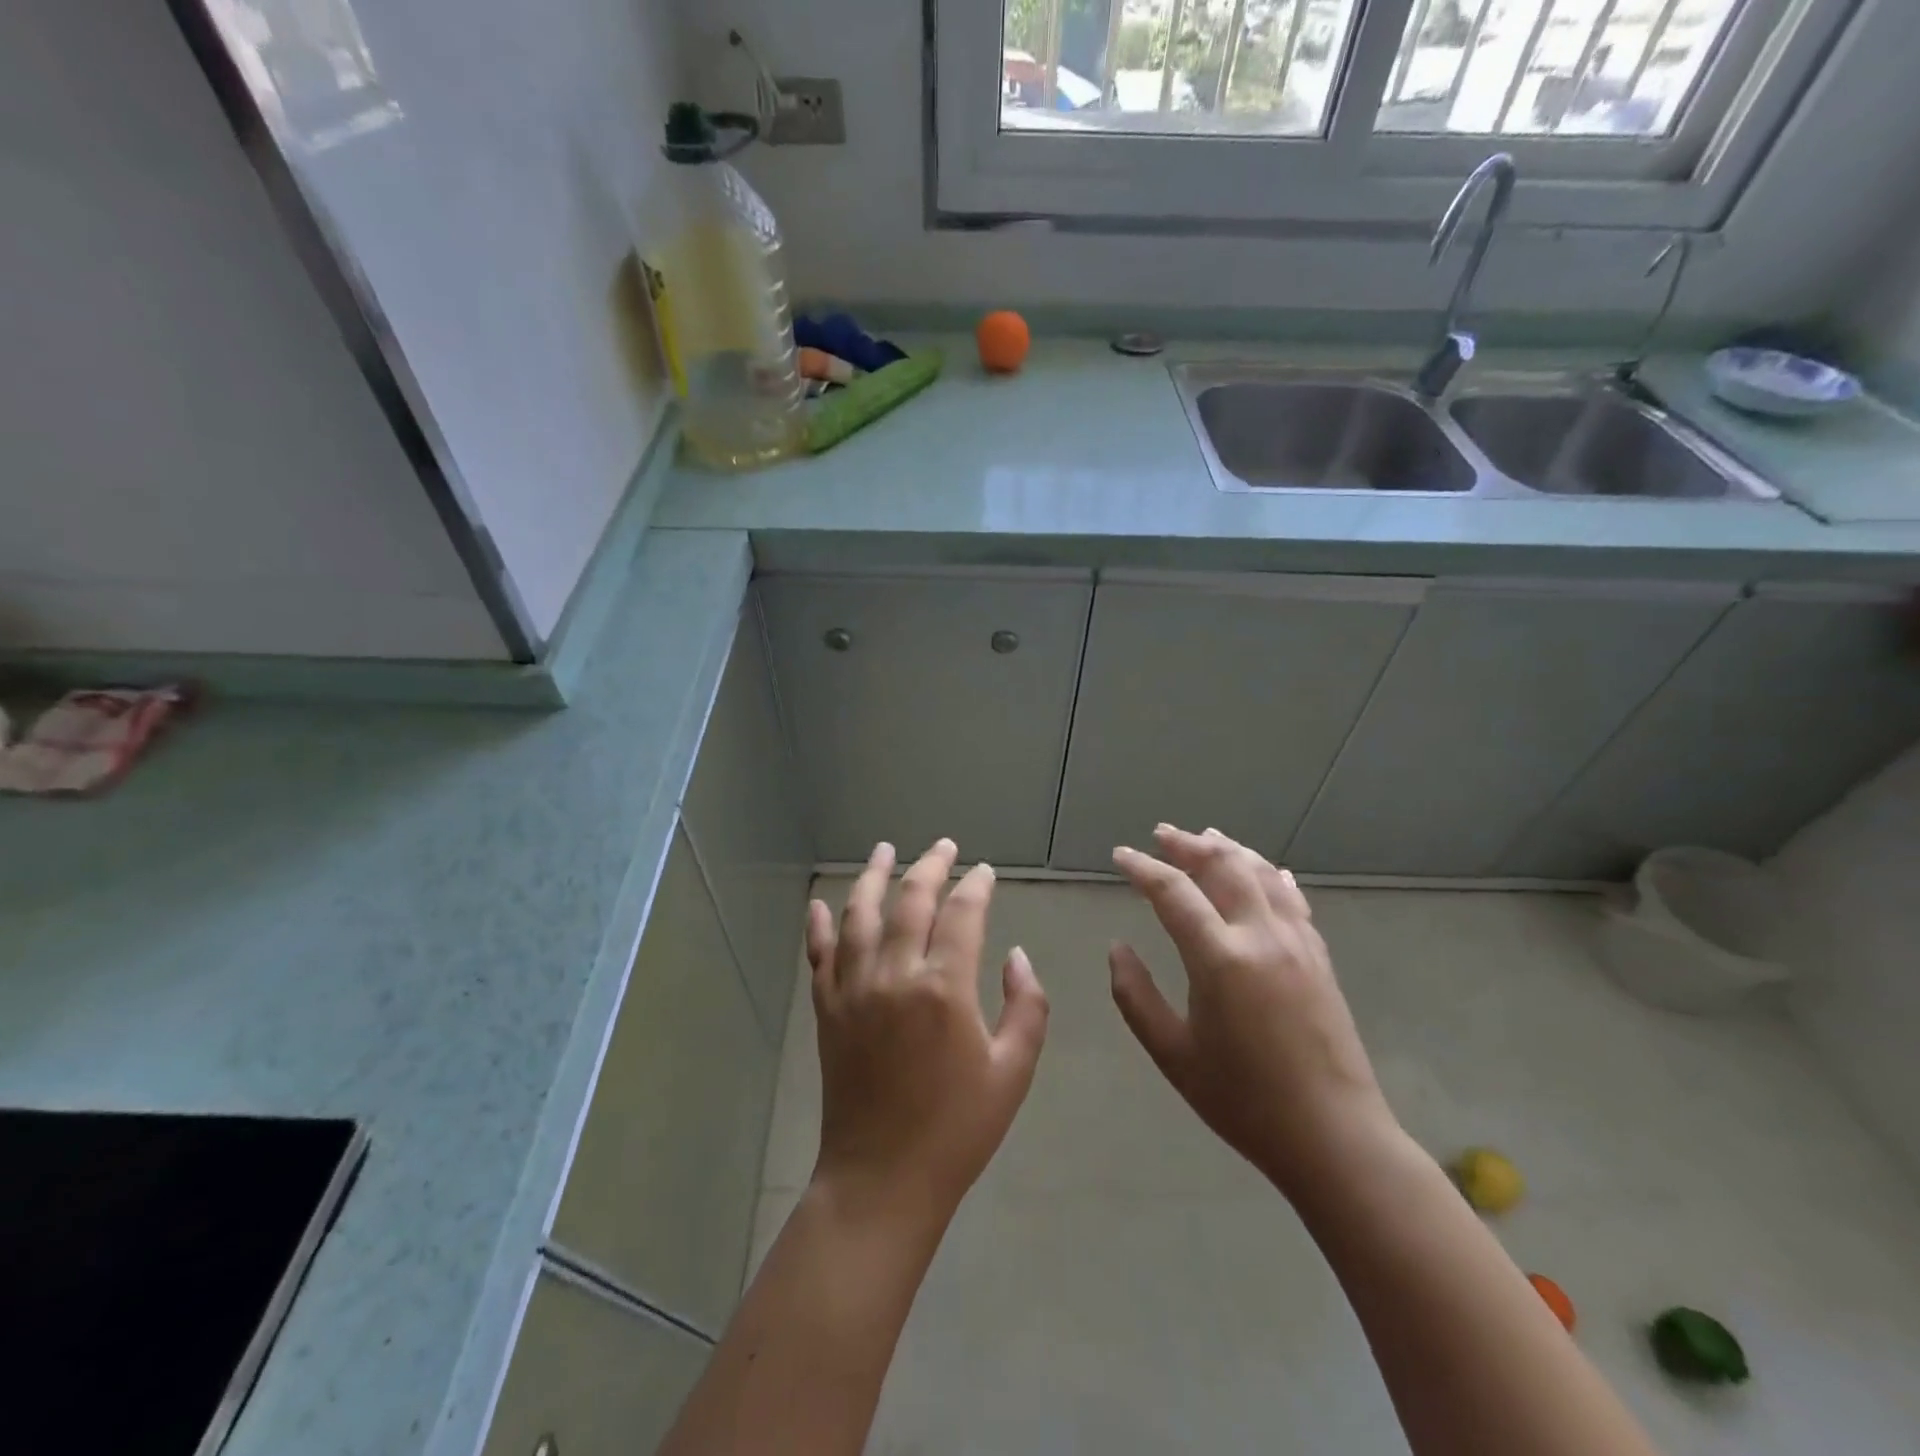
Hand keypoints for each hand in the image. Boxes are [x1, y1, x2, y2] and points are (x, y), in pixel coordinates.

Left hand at [806, 839, 1049, 1233]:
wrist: (882, 1179)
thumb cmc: (958, 1129)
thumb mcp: (1013, 1071)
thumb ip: (1027, 1006)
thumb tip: (1017, 956)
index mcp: (944, 988)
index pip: (962, 913)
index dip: (976, 886)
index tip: (984, 872)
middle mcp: (894, 974)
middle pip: (911, 901)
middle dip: (930, 866)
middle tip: (943, 847)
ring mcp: (853, 989)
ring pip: (861, 915)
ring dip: (874, 877)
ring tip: (885, 851)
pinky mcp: (827, 1009)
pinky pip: (820, 955)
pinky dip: (819, 926)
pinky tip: (822, 903)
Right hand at [1109, 825, 1399, 1200]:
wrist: (1334, 1136)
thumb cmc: (1244, 1101)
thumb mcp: (1173, 1055)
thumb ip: (1136, 996)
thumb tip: (1117, 949)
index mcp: (1220, 959)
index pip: (1173, 892)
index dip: (1143, 868)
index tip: (1121, 855)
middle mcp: (1261, 936)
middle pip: (1223, 866)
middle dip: (1188, 845)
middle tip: (1162, 835)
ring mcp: (1297, 942)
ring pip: (1261, 873)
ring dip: (1230, 850)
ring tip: (1206, 838)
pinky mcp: (1319, 956)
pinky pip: (1292, 898)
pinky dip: (1269, 875)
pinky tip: (1264, 870)